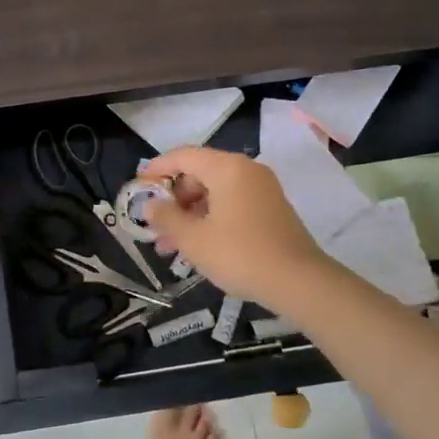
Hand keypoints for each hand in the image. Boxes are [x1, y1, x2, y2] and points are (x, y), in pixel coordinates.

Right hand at [139, 146, 329, 309]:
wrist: (300, 283)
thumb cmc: (240, 254)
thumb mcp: (194, 239)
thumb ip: (167, 217)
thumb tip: (150, 205)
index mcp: (227, 168)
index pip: (183, 156)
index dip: (157, 169)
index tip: (138, 187)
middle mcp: (246, 170)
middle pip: (199, 173)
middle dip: (174, 200)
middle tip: (156, 226)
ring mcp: (262, 189)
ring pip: (215, 192)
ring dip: (190, 214)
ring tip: (171, 246)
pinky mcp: (271, 208)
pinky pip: (232, 203)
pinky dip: (211, 218)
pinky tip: (199, 246)